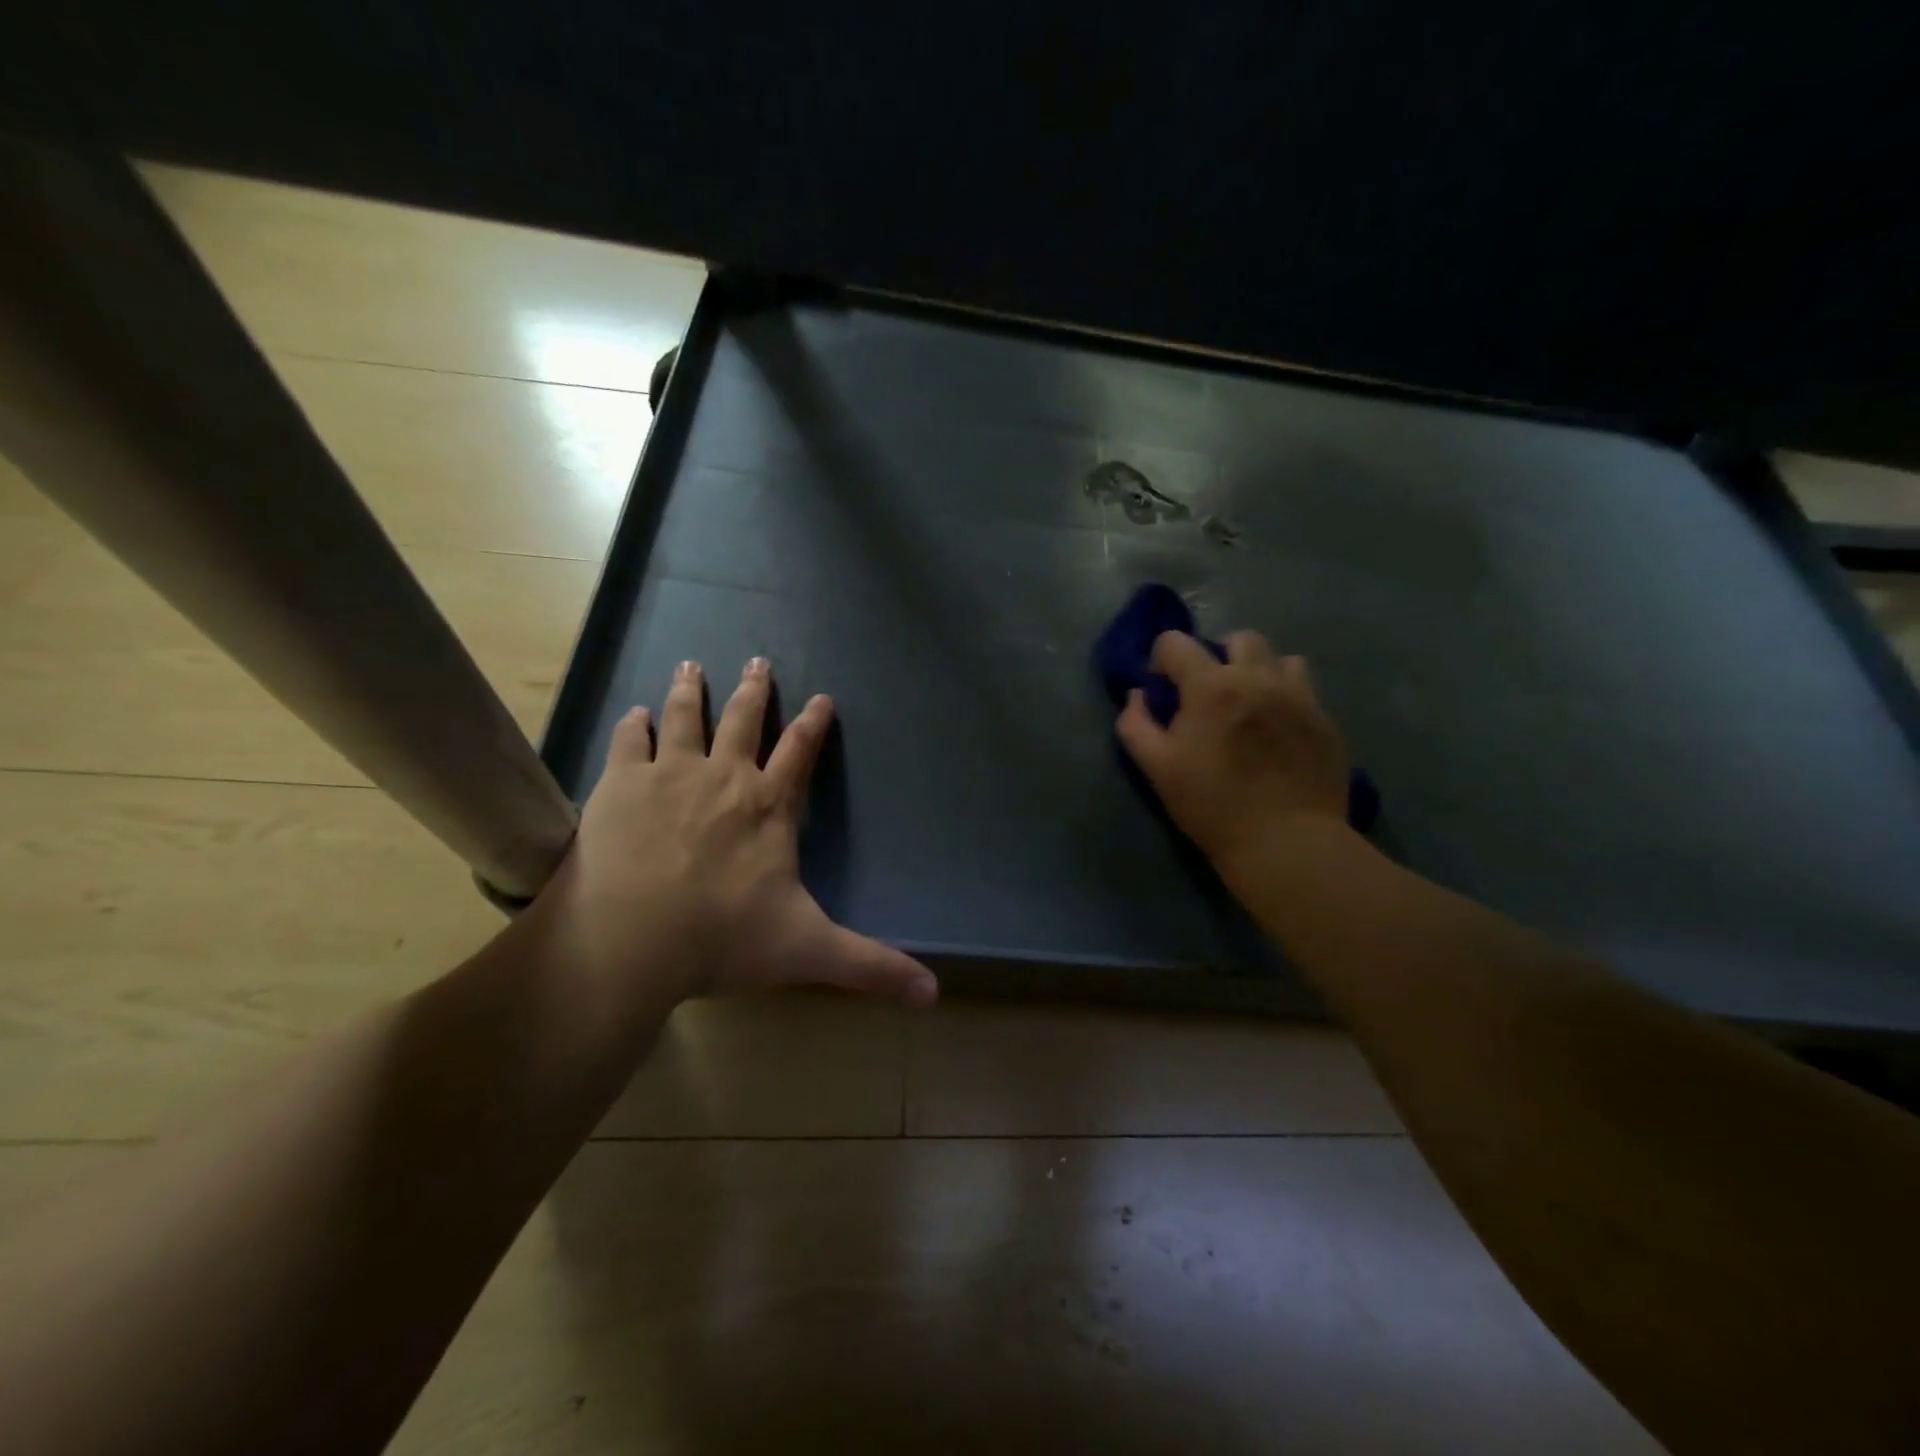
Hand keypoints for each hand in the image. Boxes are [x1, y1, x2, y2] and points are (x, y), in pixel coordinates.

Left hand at [533, 657, 937, 1007]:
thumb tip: (933, 994)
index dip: (814, 723)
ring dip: (691, 690)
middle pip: (743, 720)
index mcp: (769, 806)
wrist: (630, 941)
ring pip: (685, 717)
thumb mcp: (809, 951)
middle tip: (757, 661)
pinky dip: (635, 725)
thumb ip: (871, 967)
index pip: (801, 751)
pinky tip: (634, 714)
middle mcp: (723, 777)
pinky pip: (630, 742)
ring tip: (691, 665)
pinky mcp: (620, 785)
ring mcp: (669, 774)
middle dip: (754, 690)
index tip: (821, 697)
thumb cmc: (723, 940)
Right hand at [1115, 630, 1349, 878]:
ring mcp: (1298, 695)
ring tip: (1251, 706)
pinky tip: (1278, 732)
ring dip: (1259, 672)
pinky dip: (1286, 698)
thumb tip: (1137, 696)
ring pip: (1279, 658)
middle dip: (1217, 656)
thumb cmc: (1212, 805)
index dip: (1161, 660)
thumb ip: (1136, 724)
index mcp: (1211, 686)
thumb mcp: (1157, 768)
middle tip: (1210, 695)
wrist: (1286, 842)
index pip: (1176, 642)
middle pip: (1238, 638)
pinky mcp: (1325, 719)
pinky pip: (1305, 689)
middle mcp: (1258, 677)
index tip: (1163, 689)